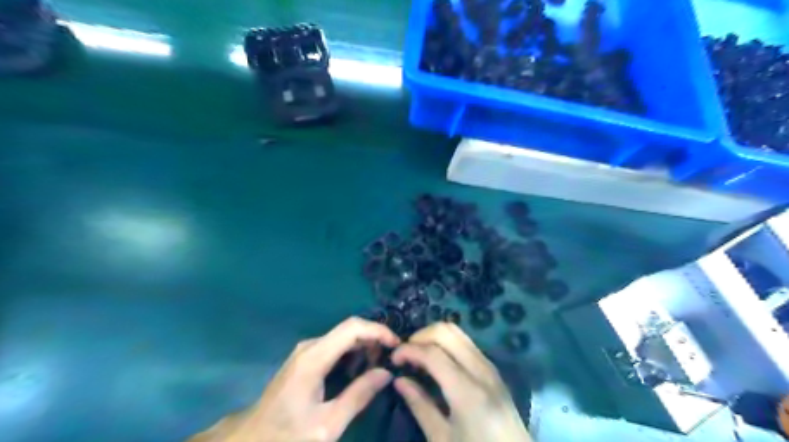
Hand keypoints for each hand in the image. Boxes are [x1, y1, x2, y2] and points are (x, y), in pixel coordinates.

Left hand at [189, 318, 400, 441]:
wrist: (251, 439)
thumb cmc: (288, 435)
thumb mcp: (327, 424)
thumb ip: (359, 396)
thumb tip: (386, 373)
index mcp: (315, 357)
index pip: (353, 328)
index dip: (378, 331)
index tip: (396, 345)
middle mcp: (311, 346)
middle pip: (349, 329)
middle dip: (374, 339)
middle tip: (391, 360)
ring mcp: (306, 350)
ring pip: (343, 336)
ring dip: (364, 347)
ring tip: (379, 367)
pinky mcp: (305, 358)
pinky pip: (335, 346)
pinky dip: (353, 353)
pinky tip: (360, 371)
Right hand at [391, 321, 532, 441]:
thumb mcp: (442, 439)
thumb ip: (420, 406)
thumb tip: (399, 380)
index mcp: (467, 392)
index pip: (433, 353)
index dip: (409, 350)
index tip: (393, 359)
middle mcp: (481, 370)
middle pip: (446, 331)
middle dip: (421, 335)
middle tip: (406, 354)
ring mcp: (489, 366)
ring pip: (457, 331)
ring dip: (433, 336)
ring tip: (418, 356)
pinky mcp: (492, 368)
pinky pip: (465, 342)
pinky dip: (446, 342)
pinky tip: (436, 360)